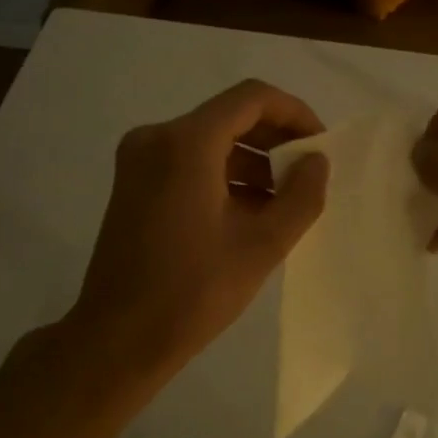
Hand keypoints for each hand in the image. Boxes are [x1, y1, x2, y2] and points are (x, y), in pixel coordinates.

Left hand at [69, 80, 329, 382]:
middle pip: (229, 116)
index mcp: (186, 143)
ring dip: (251, 160)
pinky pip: (189, 161)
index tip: (320, 145)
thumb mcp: (262, 245)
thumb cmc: (193, 292)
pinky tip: (251, 211)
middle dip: (274, 139)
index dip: (294, 112)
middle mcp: (156, 137)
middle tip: (308, 173)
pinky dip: (224, 175)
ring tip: (285, 200)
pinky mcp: (134, 184)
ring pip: (210, 140)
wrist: (118, 340)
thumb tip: (316, 161)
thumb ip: (301, 195)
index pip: (251, 98)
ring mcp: (139, 160)